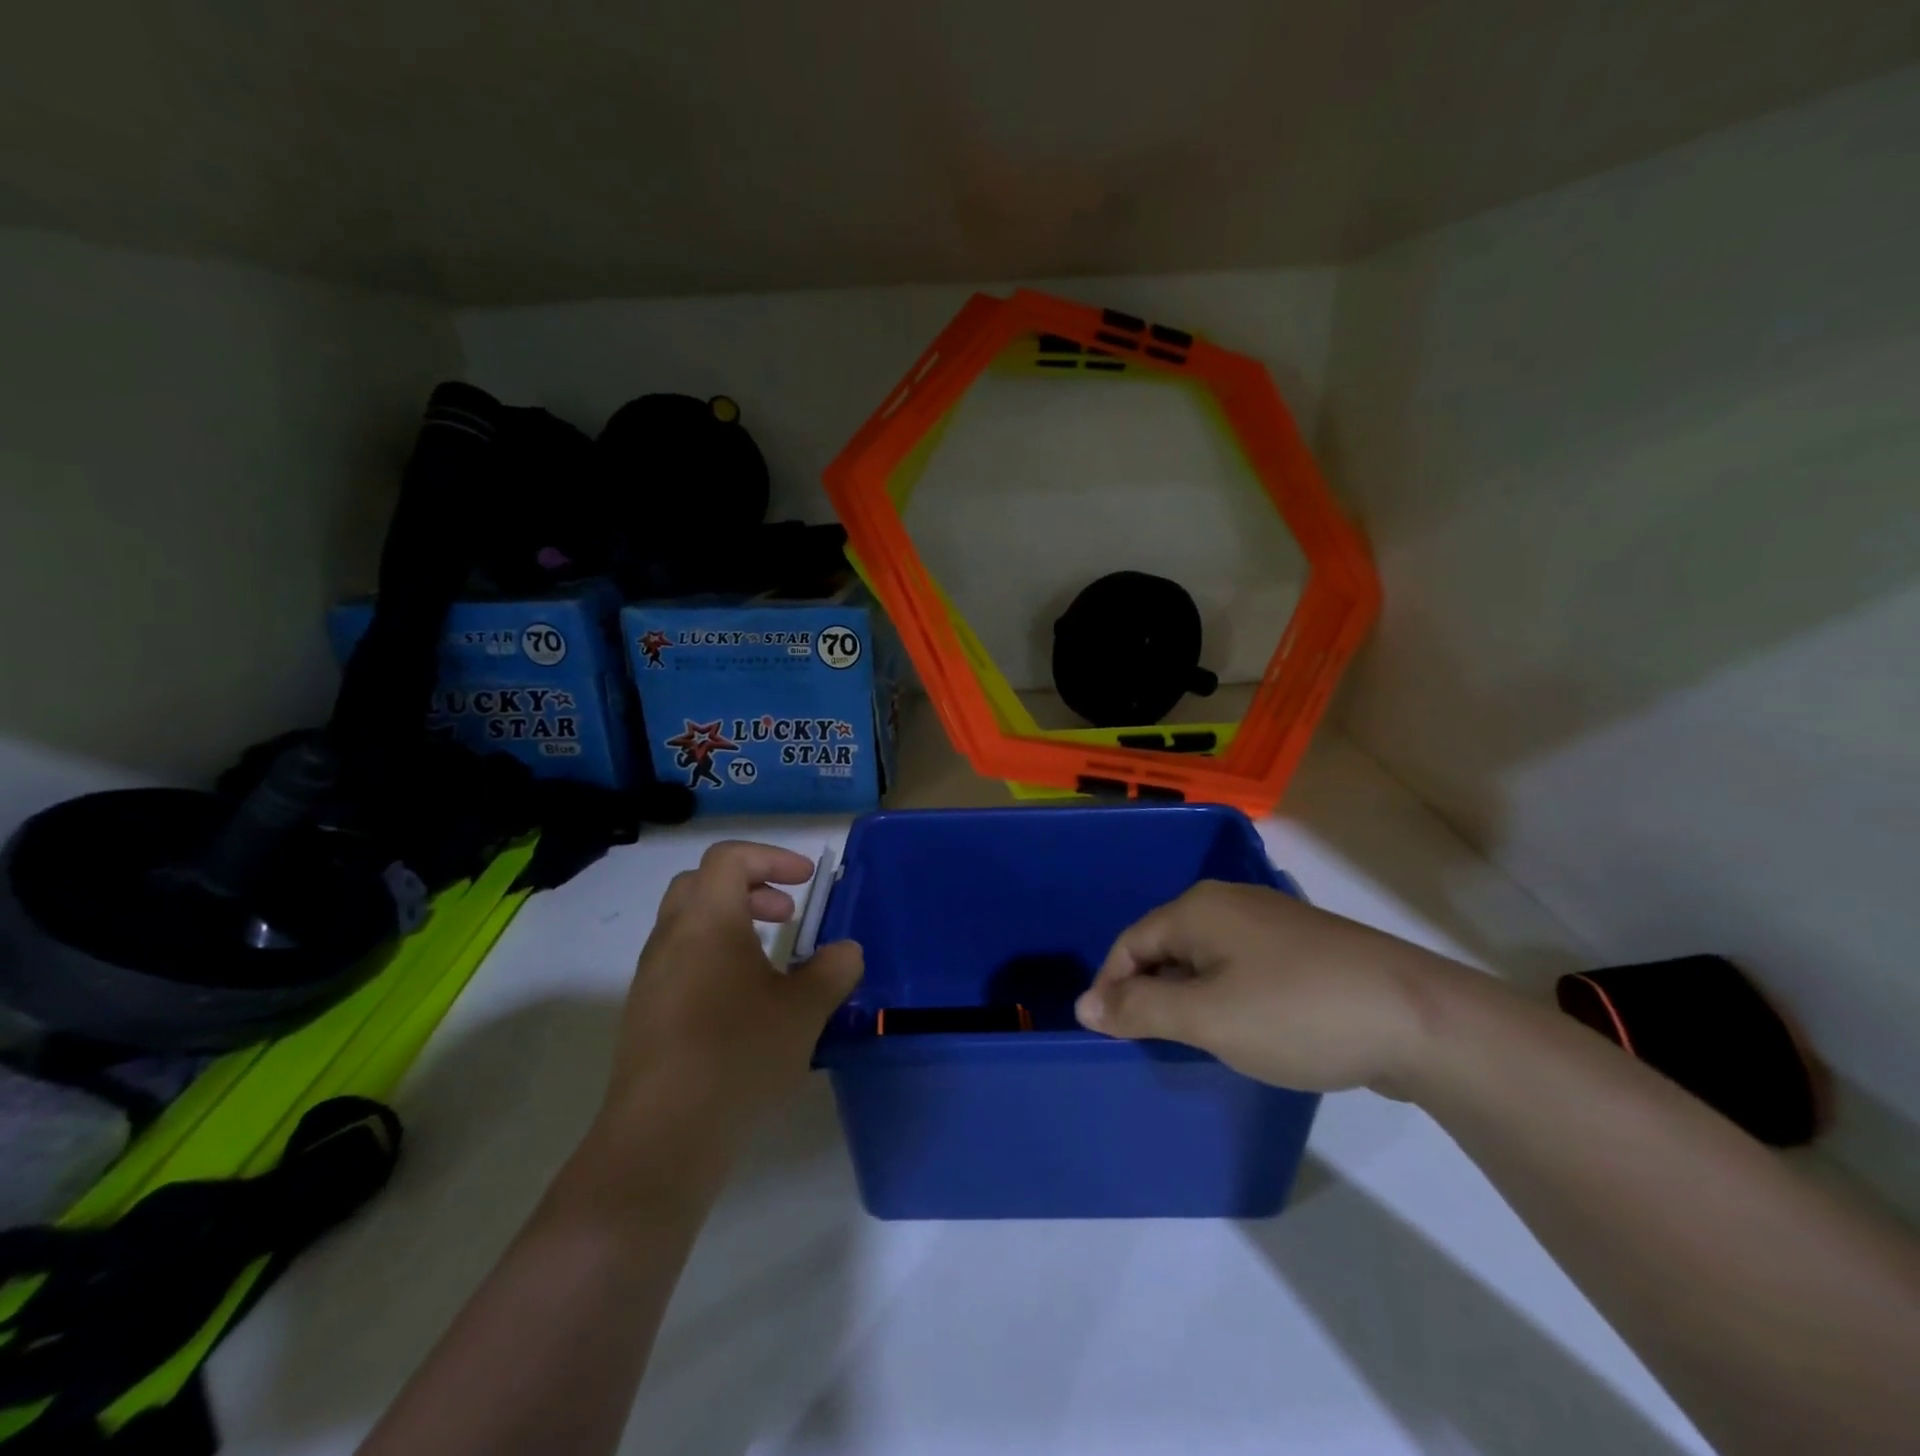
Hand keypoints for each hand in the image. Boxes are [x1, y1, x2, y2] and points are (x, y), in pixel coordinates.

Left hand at [599, 841, 862, 1155]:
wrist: (662, 1138)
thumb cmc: (738, 1055)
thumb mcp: (804, 1010)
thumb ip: (833, 970)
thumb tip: (846, 951)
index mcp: (707, 921)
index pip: (729, 858)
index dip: (771, 857)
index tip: (806, 882)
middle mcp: (671, 938)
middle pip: (702, 882)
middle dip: (749, 885)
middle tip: (787, 913)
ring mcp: (652, 977)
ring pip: (689, 923)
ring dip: (732, 923)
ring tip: (772, 960)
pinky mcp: (645, 1014)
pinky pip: (681, 961)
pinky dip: (715, 958)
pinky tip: (744, 1003)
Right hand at [1074, 881, 1463, 1094]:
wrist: (1418, 1017)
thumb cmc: (1295, 1012)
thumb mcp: (1206, 1017)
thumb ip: (1139, 1010)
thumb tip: (1085, 1006)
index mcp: (1198, 908)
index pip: (1130, 943)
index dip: (1111, 988)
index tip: (1107, 1036)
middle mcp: (1230, 903)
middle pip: (1166, 946)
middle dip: (1150, 993)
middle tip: (1151, 1045)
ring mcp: (1272, 922)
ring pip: (1206, 958)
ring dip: (1189, 998)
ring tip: (1195, 1043)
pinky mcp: (1305, 947)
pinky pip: (1242, 967)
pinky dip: (1227, 996)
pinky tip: (1246, 1029)